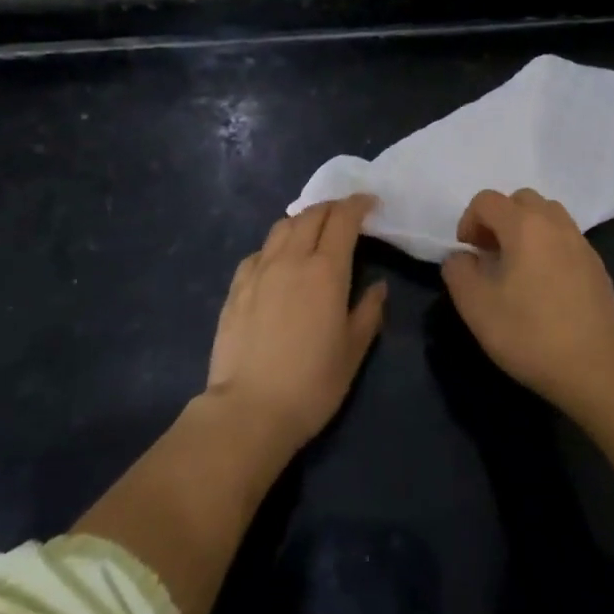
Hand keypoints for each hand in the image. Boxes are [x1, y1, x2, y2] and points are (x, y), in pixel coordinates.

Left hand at [205, 196, 386, 450]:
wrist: (249, 410)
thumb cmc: (311, 383)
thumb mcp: (353, 351)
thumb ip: (369, 312)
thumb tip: (377, 286)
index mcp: (326, 270)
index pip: (344, 219)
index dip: (359, 204)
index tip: (371, 203)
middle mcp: (292, 259)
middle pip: (312, 214)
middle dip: (333, 207)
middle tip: (346, 215)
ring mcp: (259, 270)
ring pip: (282, 227)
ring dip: (303, 220)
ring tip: (313, 231)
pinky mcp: (236, 287)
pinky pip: (259, 251)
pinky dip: (276, 245)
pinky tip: (279, 261)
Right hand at [440, 189, 613, 411]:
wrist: (593, 369)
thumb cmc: (528, 334)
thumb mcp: (475, 306)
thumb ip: (458, 271)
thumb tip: (461, 257)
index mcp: (524, 226)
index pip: (487, 200)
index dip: (469, 220)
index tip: (468, 252)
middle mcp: (556, 224)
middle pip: (522, 199)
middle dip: (500, 218)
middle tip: (491, 253)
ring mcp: (582, 244)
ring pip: (549, 215)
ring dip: (527, 228)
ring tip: (518, 265)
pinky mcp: (598, 266)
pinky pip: (567, 239)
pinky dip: (549, 246)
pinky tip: (545, 284)